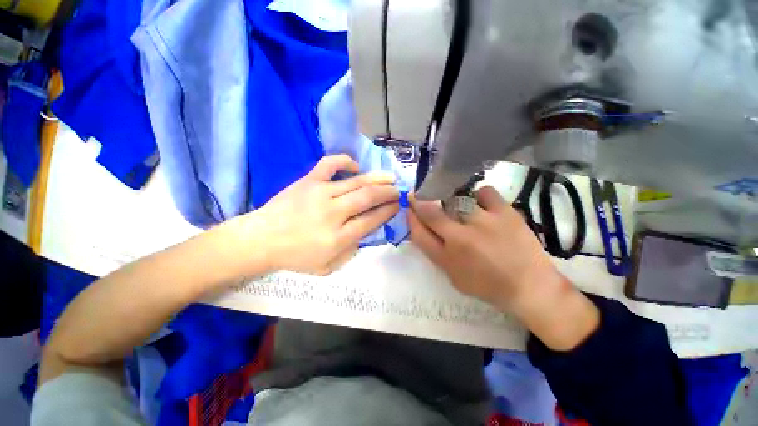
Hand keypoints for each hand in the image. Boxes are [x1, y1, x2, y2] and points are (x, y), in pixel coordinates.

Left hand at [229, 155, 399, 275]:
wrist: (261, 240)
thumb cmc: (294, 256)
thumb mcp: (327, 266)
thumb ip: (350, 250)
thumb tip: (366, 230)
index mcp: (338, 237)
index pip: (371, 220)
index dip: (387, 212)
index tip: (397, 206)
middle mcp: (333, 213)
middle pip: (368, 198)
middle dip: (387, 194)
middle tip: (398, 191)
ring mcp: (321, 193)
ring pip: (356, 182)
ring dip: (377, 179)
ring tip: (390, 177)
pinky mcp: (308, 181)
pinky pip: (330, 164)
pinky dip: (345, 161)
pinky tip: (355, 165)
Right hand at [408, 186, 598, 350]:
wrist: (530, 287)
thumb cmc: (488, 286)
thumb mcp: (454, 277)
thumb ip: (437, 254)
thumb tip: (426, 231)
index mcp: (447, 258)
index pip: (418, 233)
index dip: (411, 218)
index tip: (410, 208)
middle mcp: (461, 238)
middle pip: (431, 213)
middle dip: (419, 202)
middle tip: (418, 195)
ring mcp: (483, 223)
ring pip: (455, 199)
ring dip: (450, 200)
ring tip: (457, 204)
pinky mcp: (505, 213)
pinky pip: (484, 192)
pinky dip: (479, 195)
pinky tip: (481, 203)